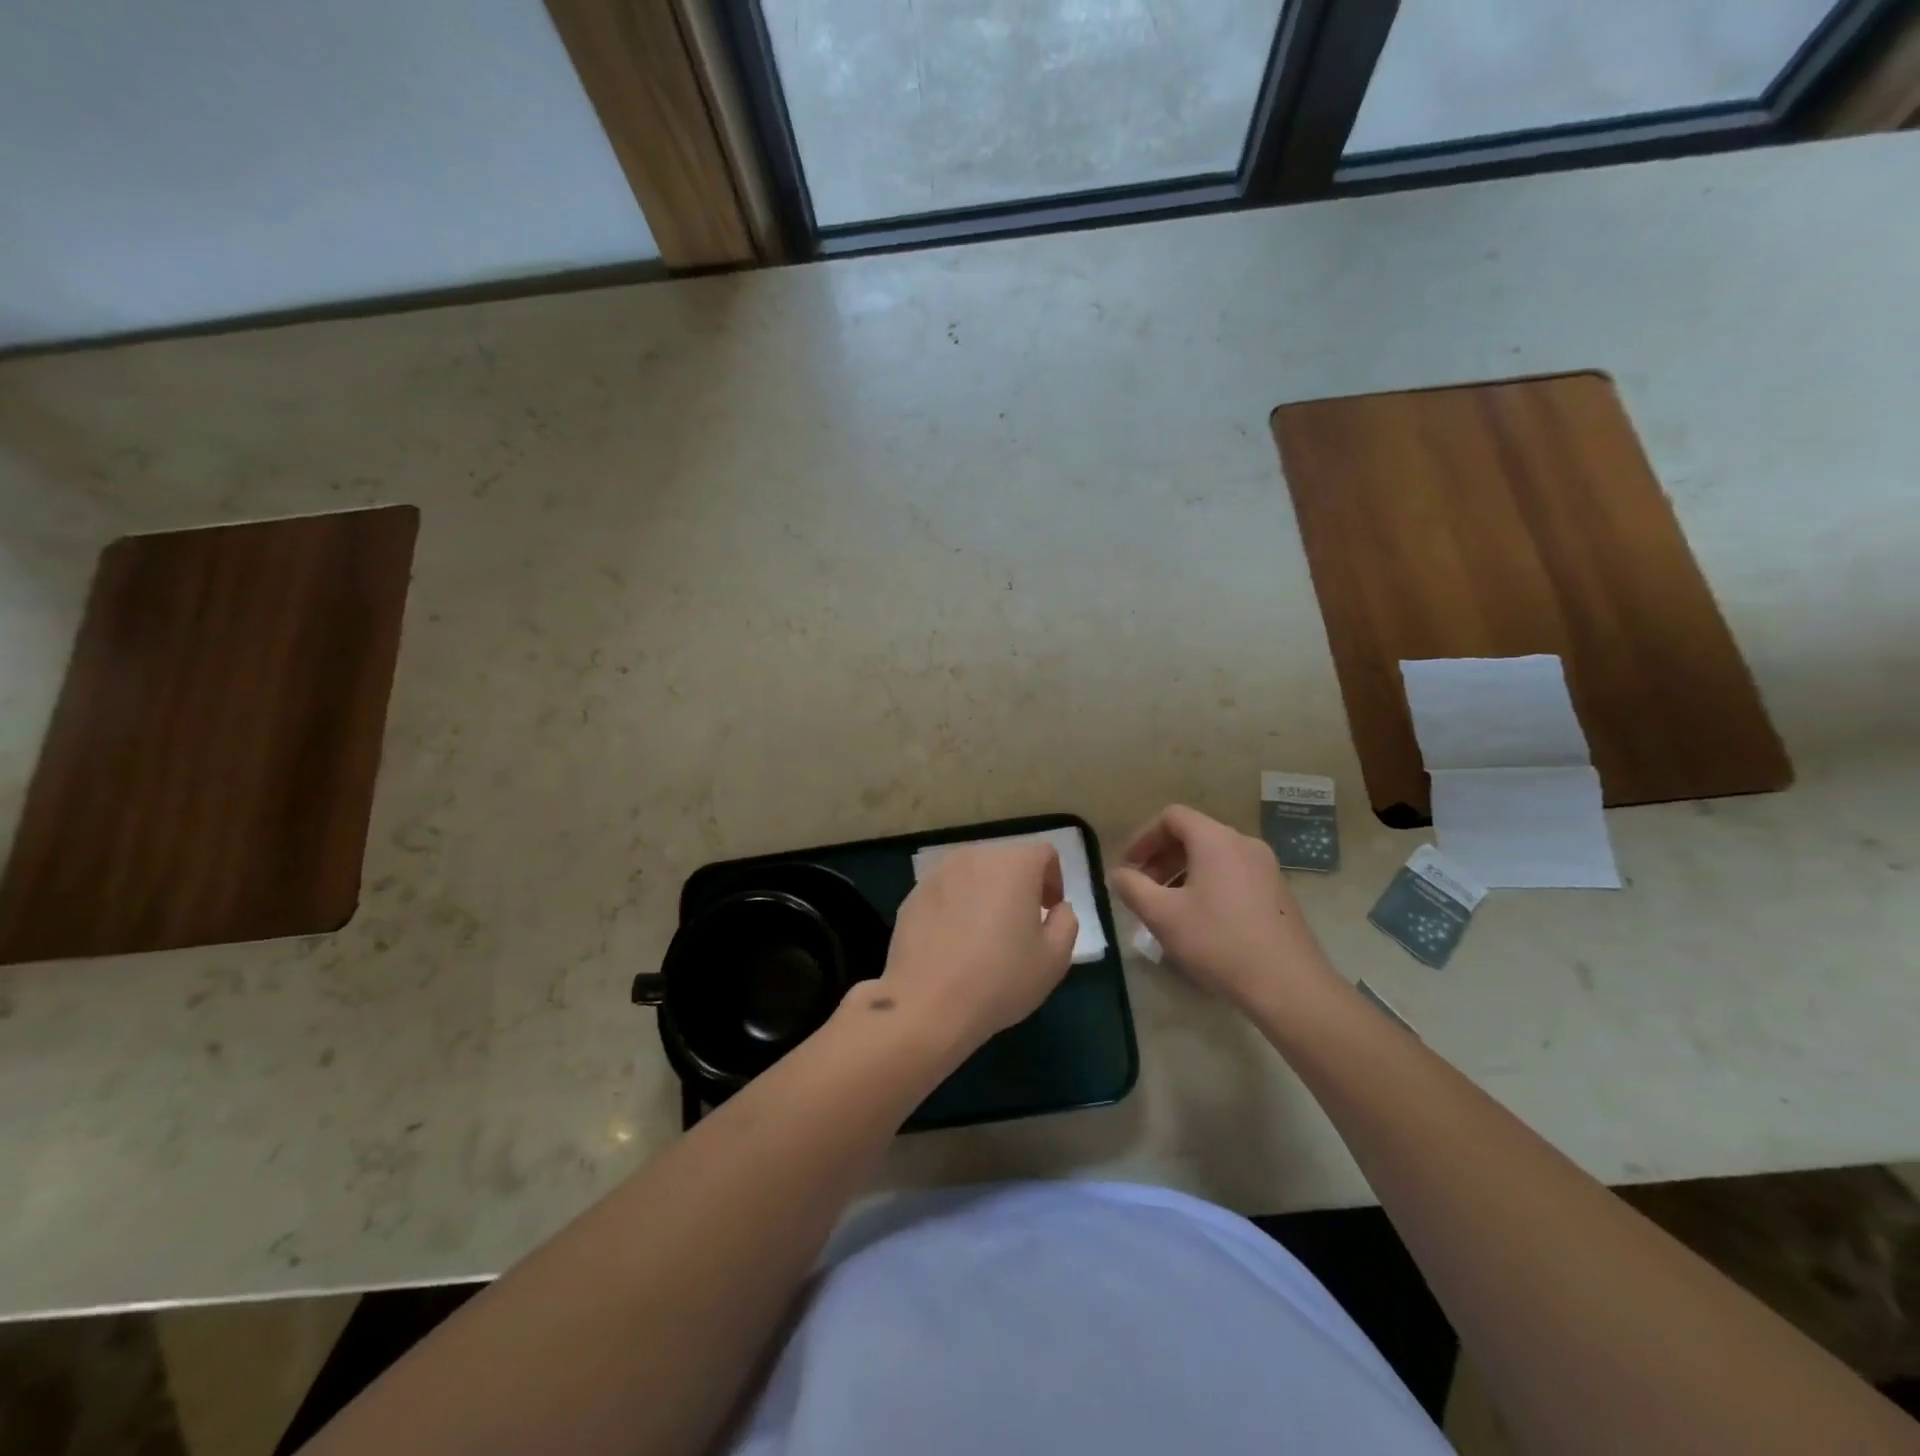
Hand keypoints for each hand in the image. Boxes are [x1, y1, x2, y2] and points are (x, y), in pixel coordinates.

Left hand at [875, 843, 1078, 1053]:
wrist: (927, 1003)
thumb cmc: (1000, 979)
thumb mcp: (1055, 958)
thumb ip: (1066, 922)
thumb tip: (1057, 908)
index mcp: (1014, 864)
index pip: (1043, 854)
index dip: (1053, 879)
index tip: (1049, 911)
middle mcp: (975, 857)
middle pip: (1006, 860)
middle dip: (1018, 885)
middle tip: (1020, 924)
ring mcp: (938, 874)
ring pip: (973, 875)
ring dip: (985, 894)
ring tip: (984, 934)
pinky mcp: (913, 894)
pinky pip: (946, 892)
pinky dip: (956, 907)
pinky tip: (953, 944)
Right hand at [1109, 804, 1337, 1015]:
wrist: (1288, 984)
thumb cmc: (1218, 941)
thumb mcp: (1162, 915)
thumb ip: (1132, 887)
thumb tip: (1118, 874)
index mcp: (1216, 840)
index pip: (1172, 817)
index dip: (1144, 837)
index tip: (1128, 865)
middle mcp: (1244, 844)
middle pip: (1193, 834)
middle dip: (1161, 858)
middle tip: (1143, 888)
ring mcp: (1265, 867)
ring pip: (1213, 856)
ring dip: (1182, 873)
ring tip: (1167, 907)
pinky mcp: (1277, 892)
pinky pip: (1232, 874)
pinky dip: (1207, 884)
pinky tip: (1199, 920)